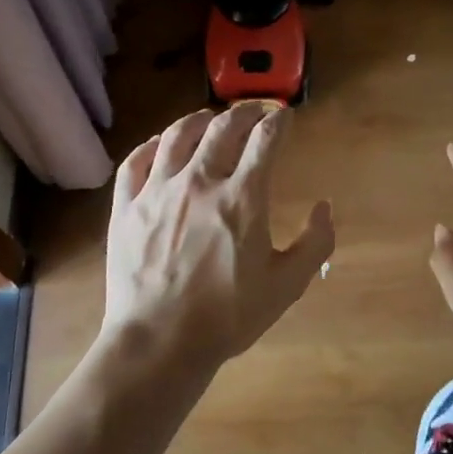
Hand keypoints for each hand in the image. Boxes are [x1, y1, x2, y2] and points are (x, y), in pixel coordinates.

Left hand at [101, 103, 333, 376]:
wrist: (159, 342)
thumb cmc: (228, 316)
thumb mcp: (287, 285)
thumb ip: (315, 243)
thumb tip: (325, 207)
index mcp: (242, 197)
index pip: (265, 140)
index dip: (279, 122)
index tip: (284, 117)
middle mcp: (199, 181)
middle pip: (223, 128)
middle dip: (245, 112)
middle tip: (255, 112)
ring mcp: (158, 190)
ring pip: (178, 135)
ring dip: (200, 119)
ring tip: (210, 118)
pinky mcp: (127, 206)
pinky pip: (136, 161)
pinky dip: (153, 144)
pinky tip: (162, 144)